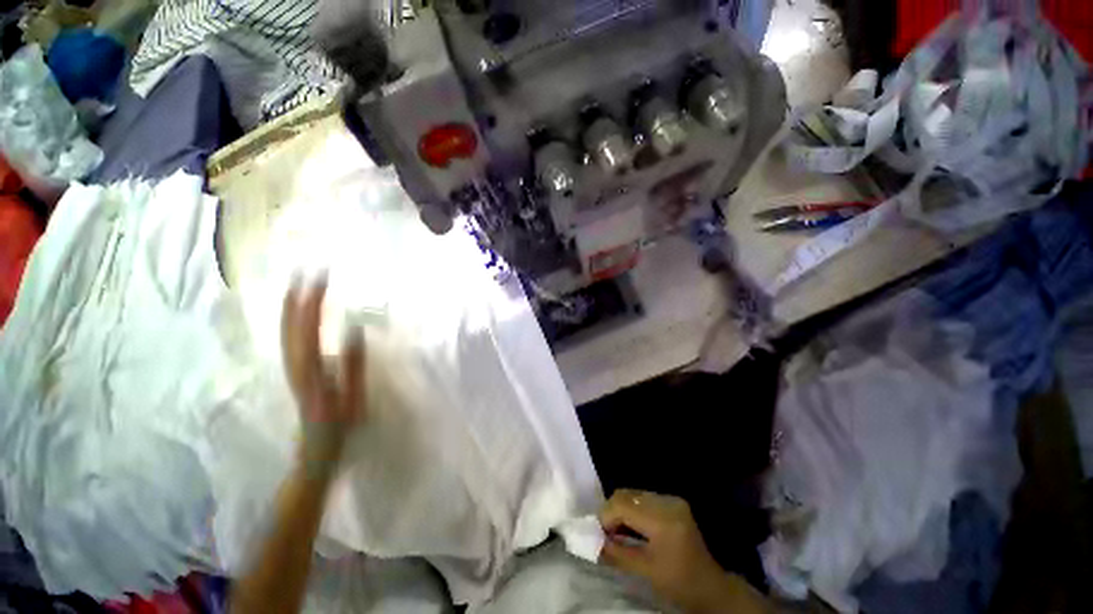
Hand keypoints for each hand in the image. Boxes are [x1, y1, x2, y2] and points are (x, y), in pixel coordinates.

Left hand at [281, 275, 366, 472]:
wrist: (314, 451)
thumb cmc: (339, 427)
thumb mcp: (352, 398)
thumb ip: (353, 364)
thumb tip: (353, 329)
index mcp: (310, 371)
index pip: (309, 329)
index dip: (313, 302)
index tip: (320, 279)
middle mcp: (295, 366)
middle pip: (291, 327)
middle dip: (299, 298)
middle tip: (308, 273)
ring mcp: (292, 369)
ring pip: (286, 332)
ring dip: (291, 307)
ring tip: (298, 286)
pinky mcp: (296, 372)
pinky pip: (290, 340)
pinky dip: (291, 323)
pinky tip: (296, 316)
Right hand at [599, 490, 766, 613]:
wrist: (710, 586)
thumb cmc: (678, 583)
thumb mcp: (645, 570)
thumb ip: (616, 553)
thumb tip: (591, 542)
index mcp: (663, 520)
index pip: (623, 504)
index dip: (606, 516)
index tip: (598, 533)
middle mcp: (667, 502)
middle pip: (627, 494)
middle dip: (612, 511)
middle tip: (607, 532)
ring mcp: (672, 499)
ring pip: (634, 494)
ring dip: (622, 509)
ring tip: (619, 530)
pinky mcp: (674, 501)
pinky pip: (644, 498)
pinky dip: (633, 508)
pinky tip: (633, 525)